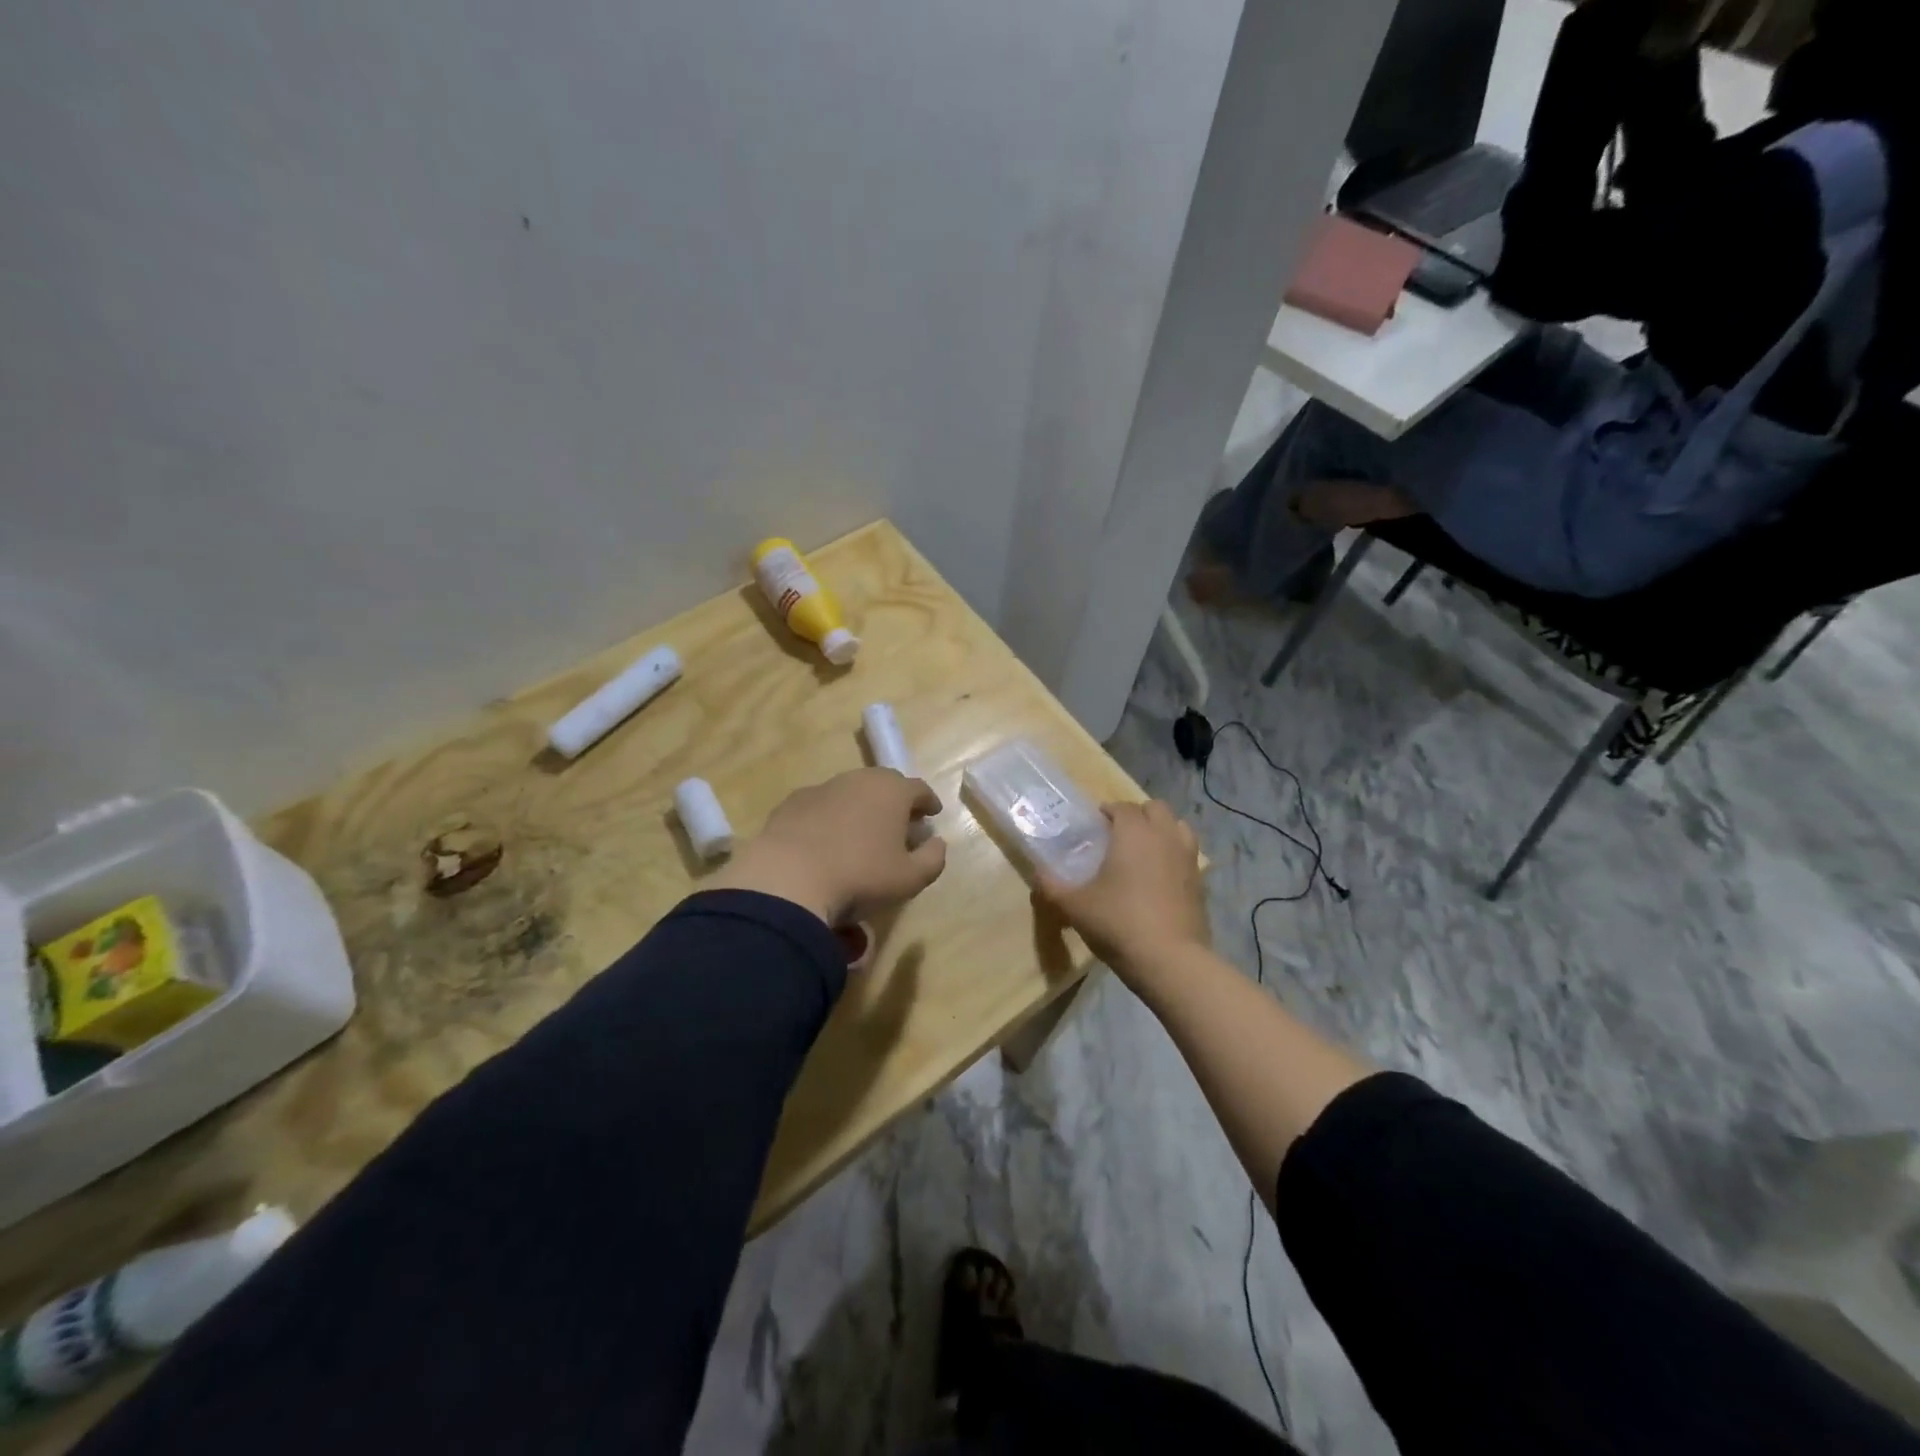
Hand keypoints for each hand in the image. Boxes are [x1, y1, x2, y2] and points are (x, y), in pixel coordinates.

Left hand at [710, 769, 946, 925]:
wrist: (788, 878)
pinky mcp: (792, 803)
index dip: (928, 802)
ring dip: (861, 808)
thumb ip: (933, 859)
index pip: (919, 789)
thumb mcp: (910, 879)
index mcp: (892, 791)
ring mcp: (822, 788)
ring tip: (861, 834)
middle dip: (895, 801)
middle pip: (884, 784)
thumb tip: (937, 843)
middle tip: (899, 824)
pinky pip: (821, 806)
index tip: (932, 815)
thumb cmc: (860, 876)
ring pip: (850, 792)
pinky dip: (830, 818)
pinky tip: (826, 842)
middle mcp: (858, 779)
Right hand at [1036, 800, 1206, 986]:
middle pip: (1156, 808)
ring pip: (1179, 827)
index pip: (1122, 807)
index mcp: (1133, 833)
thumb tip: (1036, 873)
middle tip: (1119, 834)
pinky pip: (1188, 855)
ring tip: (1145, 850)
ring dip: (1162, 830)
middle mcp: (1164, 836)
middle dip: (1138, 814)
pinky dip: (1175, 856)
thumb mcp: (1075, 906)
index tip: (1095, 824)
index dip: (1108, 811)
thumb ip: (1051, 886)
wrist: (1170, 960)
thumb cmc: (1119, 923)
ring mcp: (1187, 858)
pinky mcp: (1201, 882)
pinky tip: (1160, 878)